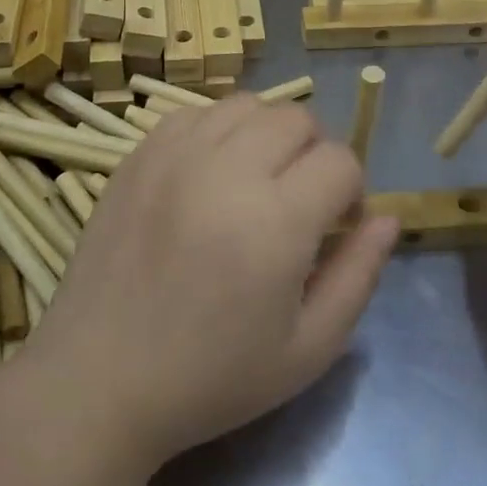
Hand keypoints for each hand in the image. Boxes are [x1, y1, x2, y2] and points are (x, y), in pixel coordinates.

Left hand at [24, 96, 397, 466]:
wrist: (99, 380)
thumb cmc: (211, 378)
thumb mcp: (308, 349)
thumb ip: (359, 275)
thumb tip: (388, 218)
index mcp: (275, 221)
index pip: (340, 160)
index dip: (351, 190)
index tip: (335, 225)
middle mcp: (226, 171)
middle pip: (297, 118)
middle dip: (314, 153)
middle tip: (299, 201)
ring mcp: (175, 155)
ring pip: (247, 105)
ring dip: (267, 134)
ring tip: (255, 180)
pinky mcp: (138, 155)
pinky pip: (196, 113)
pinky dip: (218, 131)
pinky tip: (210, 174)